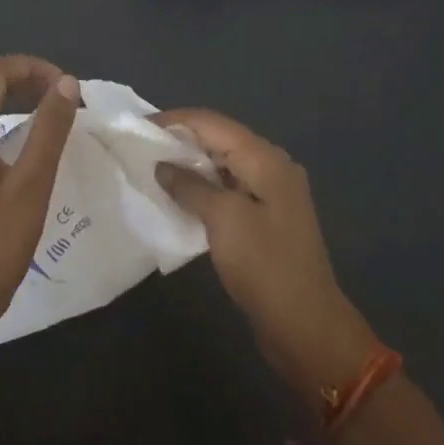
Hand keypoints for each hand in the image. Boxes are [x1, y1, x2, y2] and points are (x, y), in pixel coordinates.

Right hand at [153, 108, 375, 397]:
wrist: (305, 324)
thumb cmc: (264, 265)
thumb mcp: (223, 219)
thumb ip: (190, 186)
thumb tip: (163, 166)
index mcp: (265, 158)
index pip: (212, 123)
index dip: (174, 120)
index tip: (138, 125)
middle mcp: (271, 166)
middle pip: (219, 139)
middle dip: (181, 140)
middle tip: (140, 147)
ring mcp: (271, 192)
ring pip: (223, 164)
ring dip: (190, 165)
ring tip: (153, 169)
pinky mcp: (266, 217)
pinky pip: (229, 188)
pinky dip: (203, 187)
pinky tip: (179, 197)